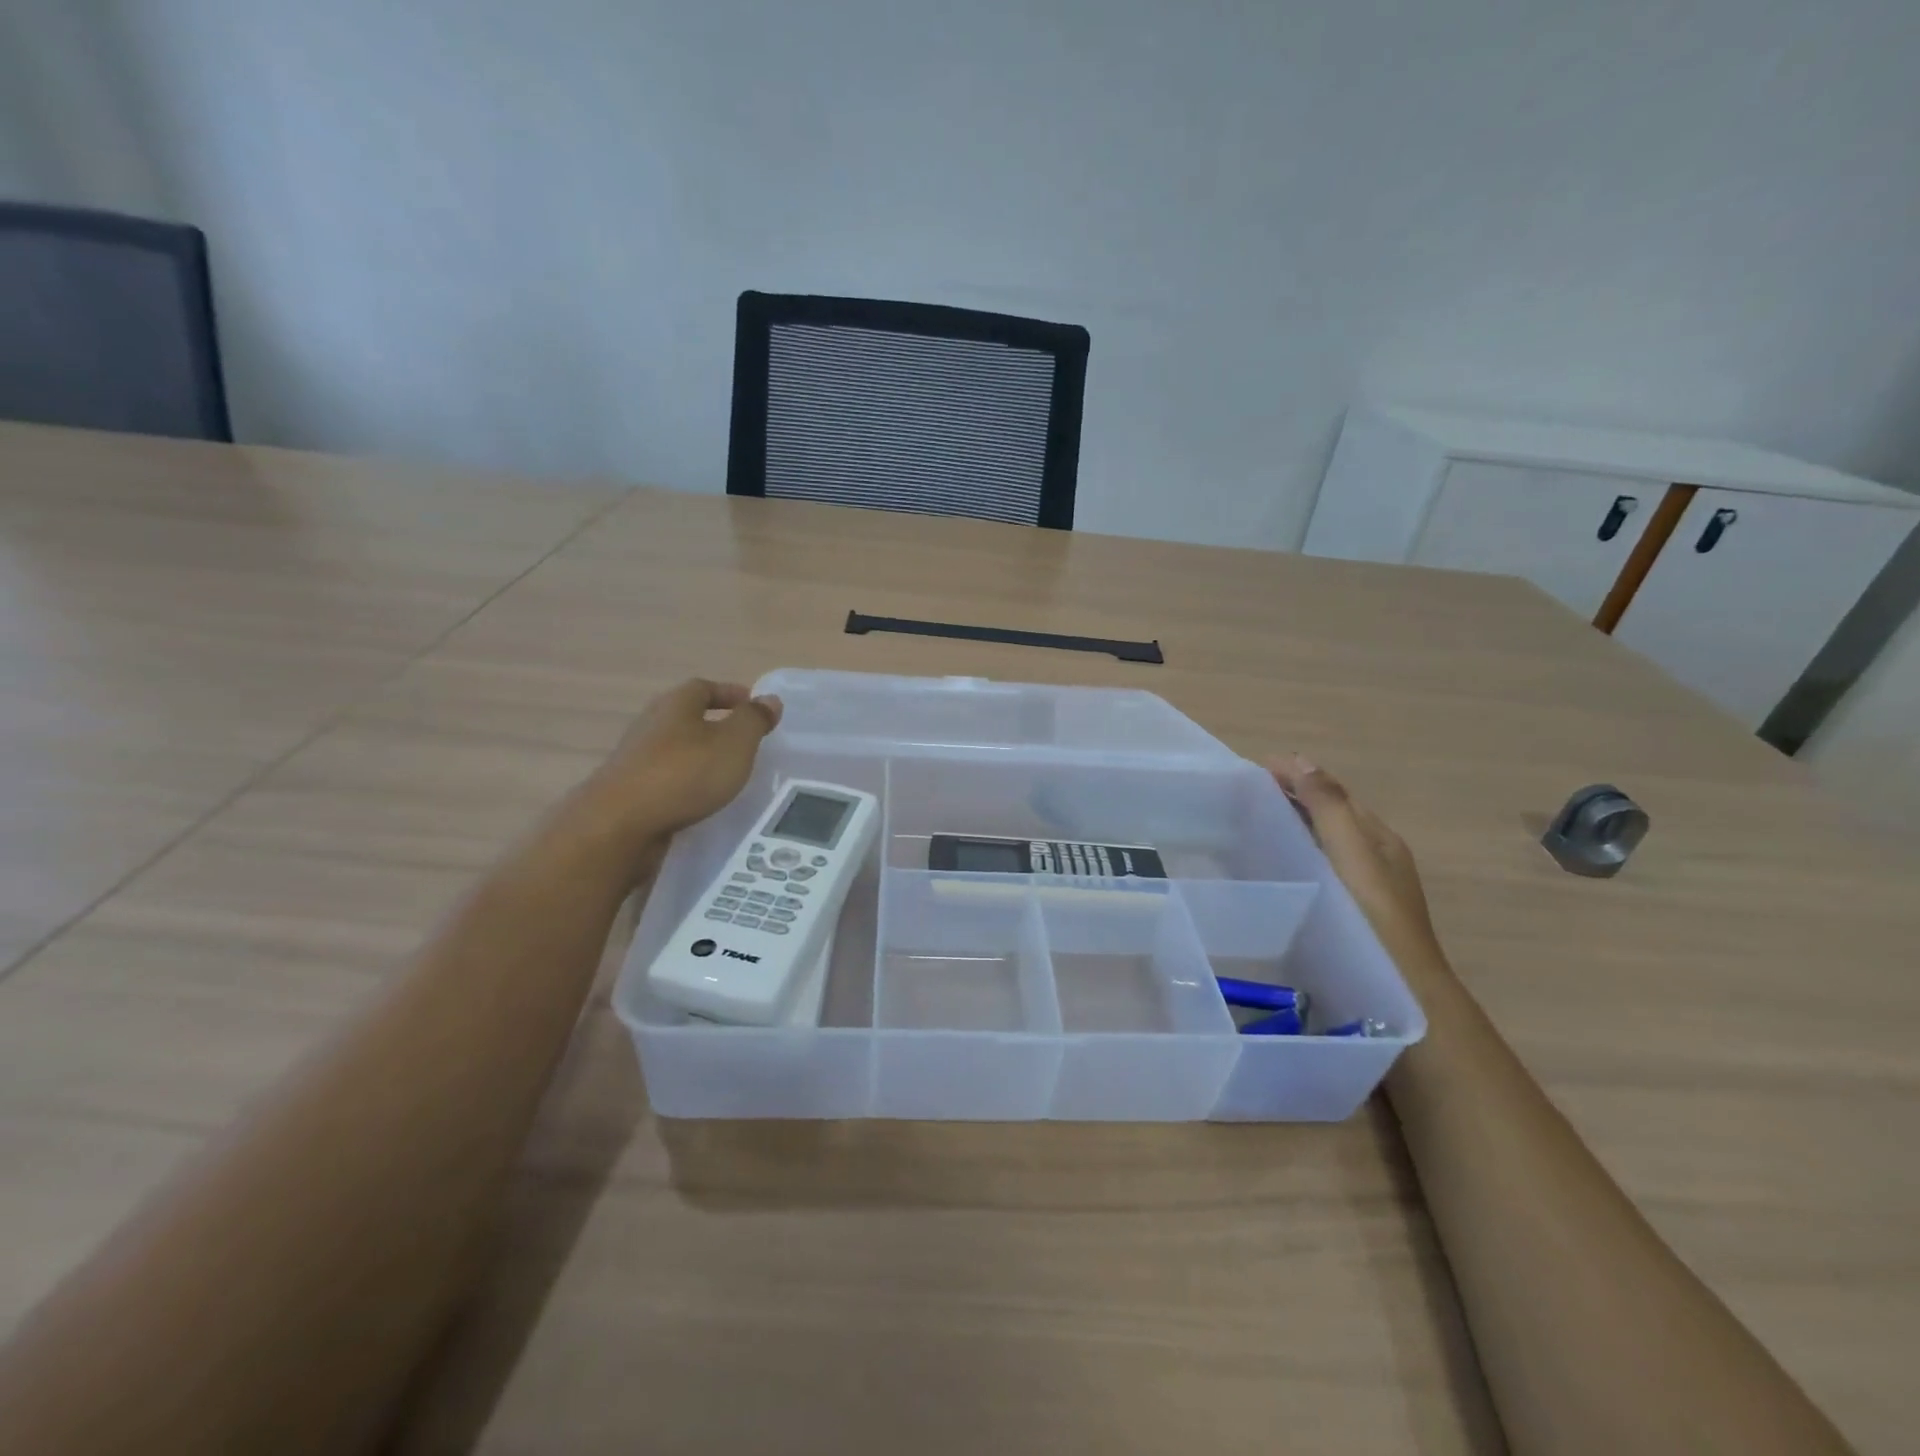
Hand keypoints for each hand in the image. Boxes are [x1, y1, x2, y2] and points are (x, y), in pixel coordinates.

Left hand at [582, 679, 783, 854]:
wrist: (619, 826)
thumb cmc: (684, 774)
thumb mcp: (734, 743)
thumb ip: (754, 720)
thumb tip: (770, 699)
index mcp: (675, 705)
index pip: (703, 687)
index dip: (730, 694)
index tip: (753, 706)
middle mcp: (650, 725)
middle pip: (685, 716)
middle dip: (714, 725)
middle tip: (744, 742)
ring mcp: (635, 760)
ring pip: (675, 749)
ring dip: (699, 757)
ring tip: (727, 774)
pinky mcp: (629, 793)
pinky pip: (665, 780)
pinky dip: (685, 784)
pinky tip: (701, 801)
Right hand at [1269, 755, 1449, 984]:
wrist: (1401, 990)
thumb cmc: (1374, 917)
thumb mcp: (1351, 854)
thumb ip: (1328, 808)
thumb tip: (1301, 760)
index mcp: (1378, 838)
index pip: (1333, 792)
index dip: (1297, 775)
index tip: (1251, 769)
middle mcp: (1375, 856)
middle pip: (1330, 814)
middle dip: (1292, 796)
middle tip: (1242, 794)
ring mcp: (1365, 885)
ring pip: (1324, 841)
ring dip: (1293, 823)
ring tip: (1250, 822)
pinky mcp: (1351, 910)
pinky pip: (1320, 866)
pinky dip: (1296, 852)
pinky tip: (1275, 866)